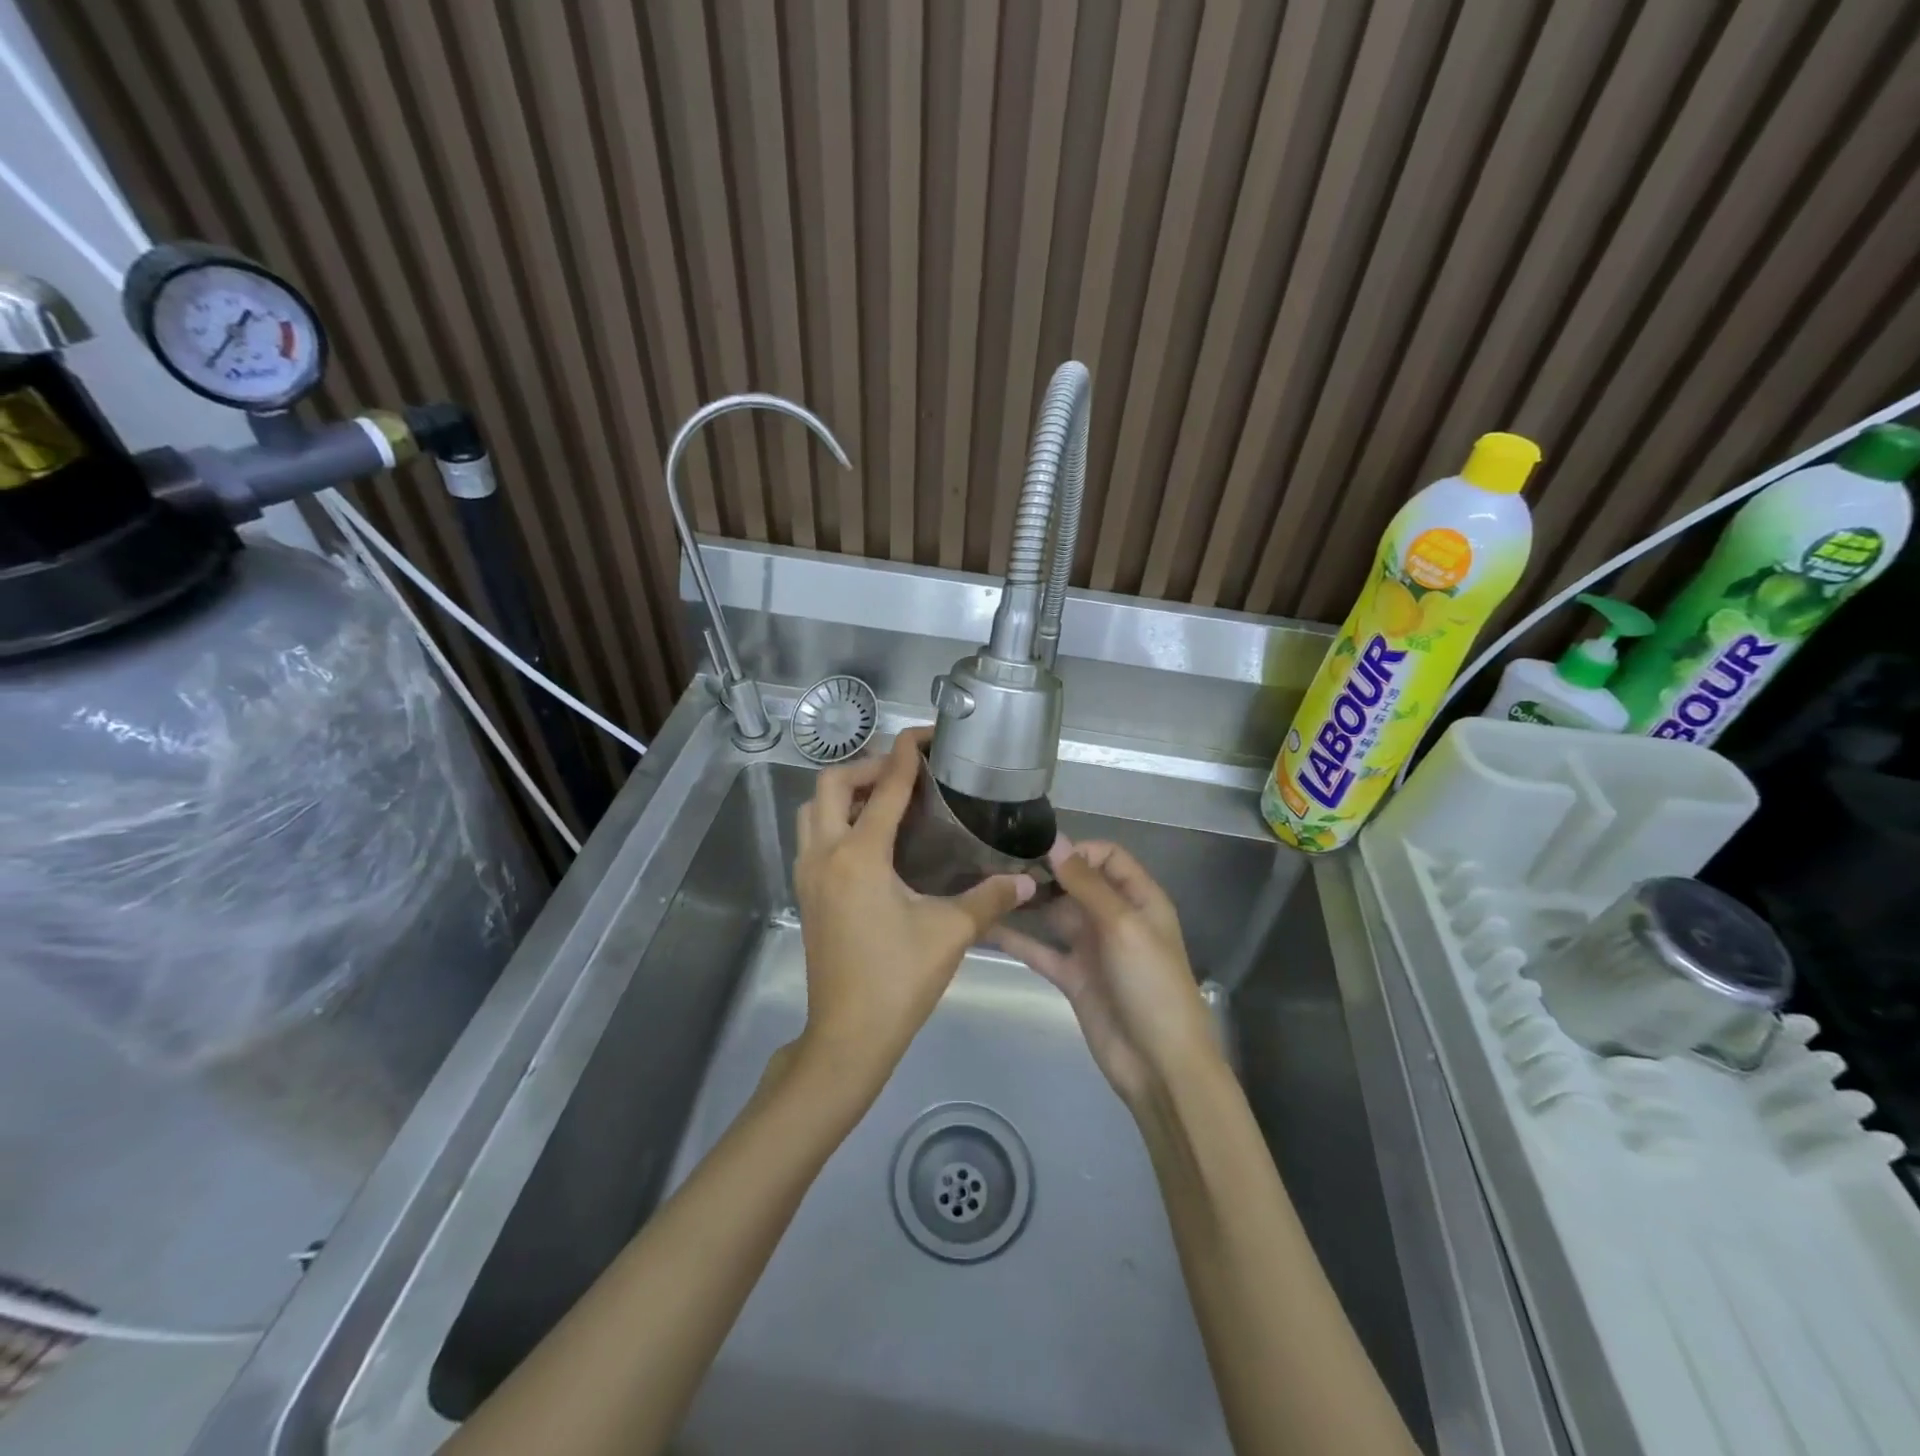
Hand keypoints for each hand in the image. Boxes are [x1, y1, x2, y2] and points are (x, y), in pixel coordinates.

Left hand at [792, 727, 1034, 1093]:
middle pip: (831, 784)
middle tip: (905, 773)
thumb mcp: (950, 933)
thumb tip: (1027, 880)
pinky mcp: (806, 894)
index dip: (906, 756)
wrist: (848, 1036)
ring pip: (812, 809)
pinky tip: (869, 838)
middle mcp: (825, 855)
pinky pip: (811, 835)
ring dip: (844, 792)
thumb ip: (990, 898)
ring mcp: (808, 874)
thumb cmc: (898, 980)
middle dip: (868, 767)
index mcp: (859, 856)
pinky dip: (834, 819)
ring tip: (885, 799)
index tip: (924, 735)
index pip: (885, 789)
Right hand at [993, 841, 1221, 1106]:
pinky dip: (1015, 938)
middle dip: (1043, 872)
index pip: (1106, 856)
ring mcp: (1090, 947)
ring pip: (1053, 913)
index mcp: (1139, 898)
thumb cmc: (1151, 984)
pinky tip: (984, 926)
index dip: (1076, 850)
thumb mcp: (1124, 926)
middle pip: (1075, 882)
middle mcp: (1114, 916)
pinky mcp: (1071, 976)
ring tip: (986, 886)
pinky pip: (1039, 949)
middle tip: (998, 863)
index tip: (1038, 852)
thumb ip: (1087, 884)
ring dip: (1026, 901)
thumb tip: (1055, 841)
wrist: (1159, 1065)